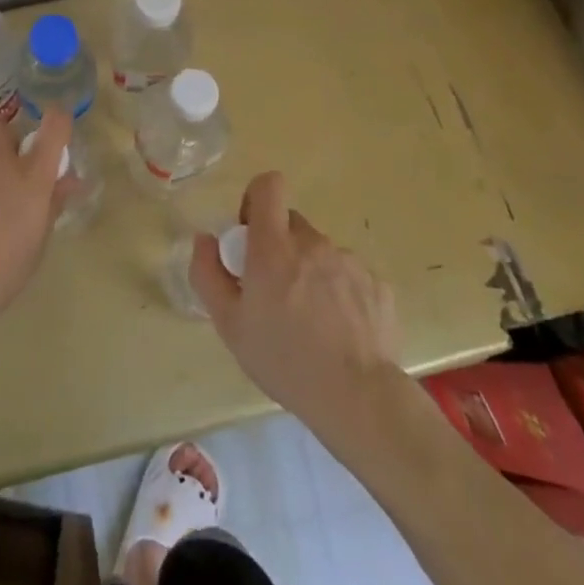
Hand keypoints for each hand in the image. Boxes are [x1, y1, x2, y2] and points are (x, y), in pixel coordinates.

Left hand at [0, 110, 77, 329]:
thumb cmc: (0, 275)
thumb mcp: (36, 244)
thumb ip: (53, 203)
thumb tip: (70, 179)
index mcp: (31, 177)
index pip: (55, 126)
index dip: (57, 120)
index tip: (55, 125)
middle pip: (5, 130)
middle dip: (6, 146)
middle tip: (2, 177)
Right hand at [189, 171, 404, 429]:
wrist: (358, 398)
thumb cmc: (284, 360)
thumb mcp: (229, 325)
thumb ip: (208, 274)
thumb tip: (205, 239)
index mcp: (274, 247)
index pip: (268, 186)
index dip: (256, 199)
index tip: (249, 232)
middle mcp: (313, 243)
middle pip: (292, 225)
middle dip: (280, 247)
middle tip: (275, 291)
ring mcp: (350, 262)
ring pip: (321, 253)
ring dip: (311, 273)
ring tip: (312, 321)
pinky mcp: (378, 285)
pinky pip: (350, 277)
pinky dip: (341, 294)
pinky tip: (340, 331)